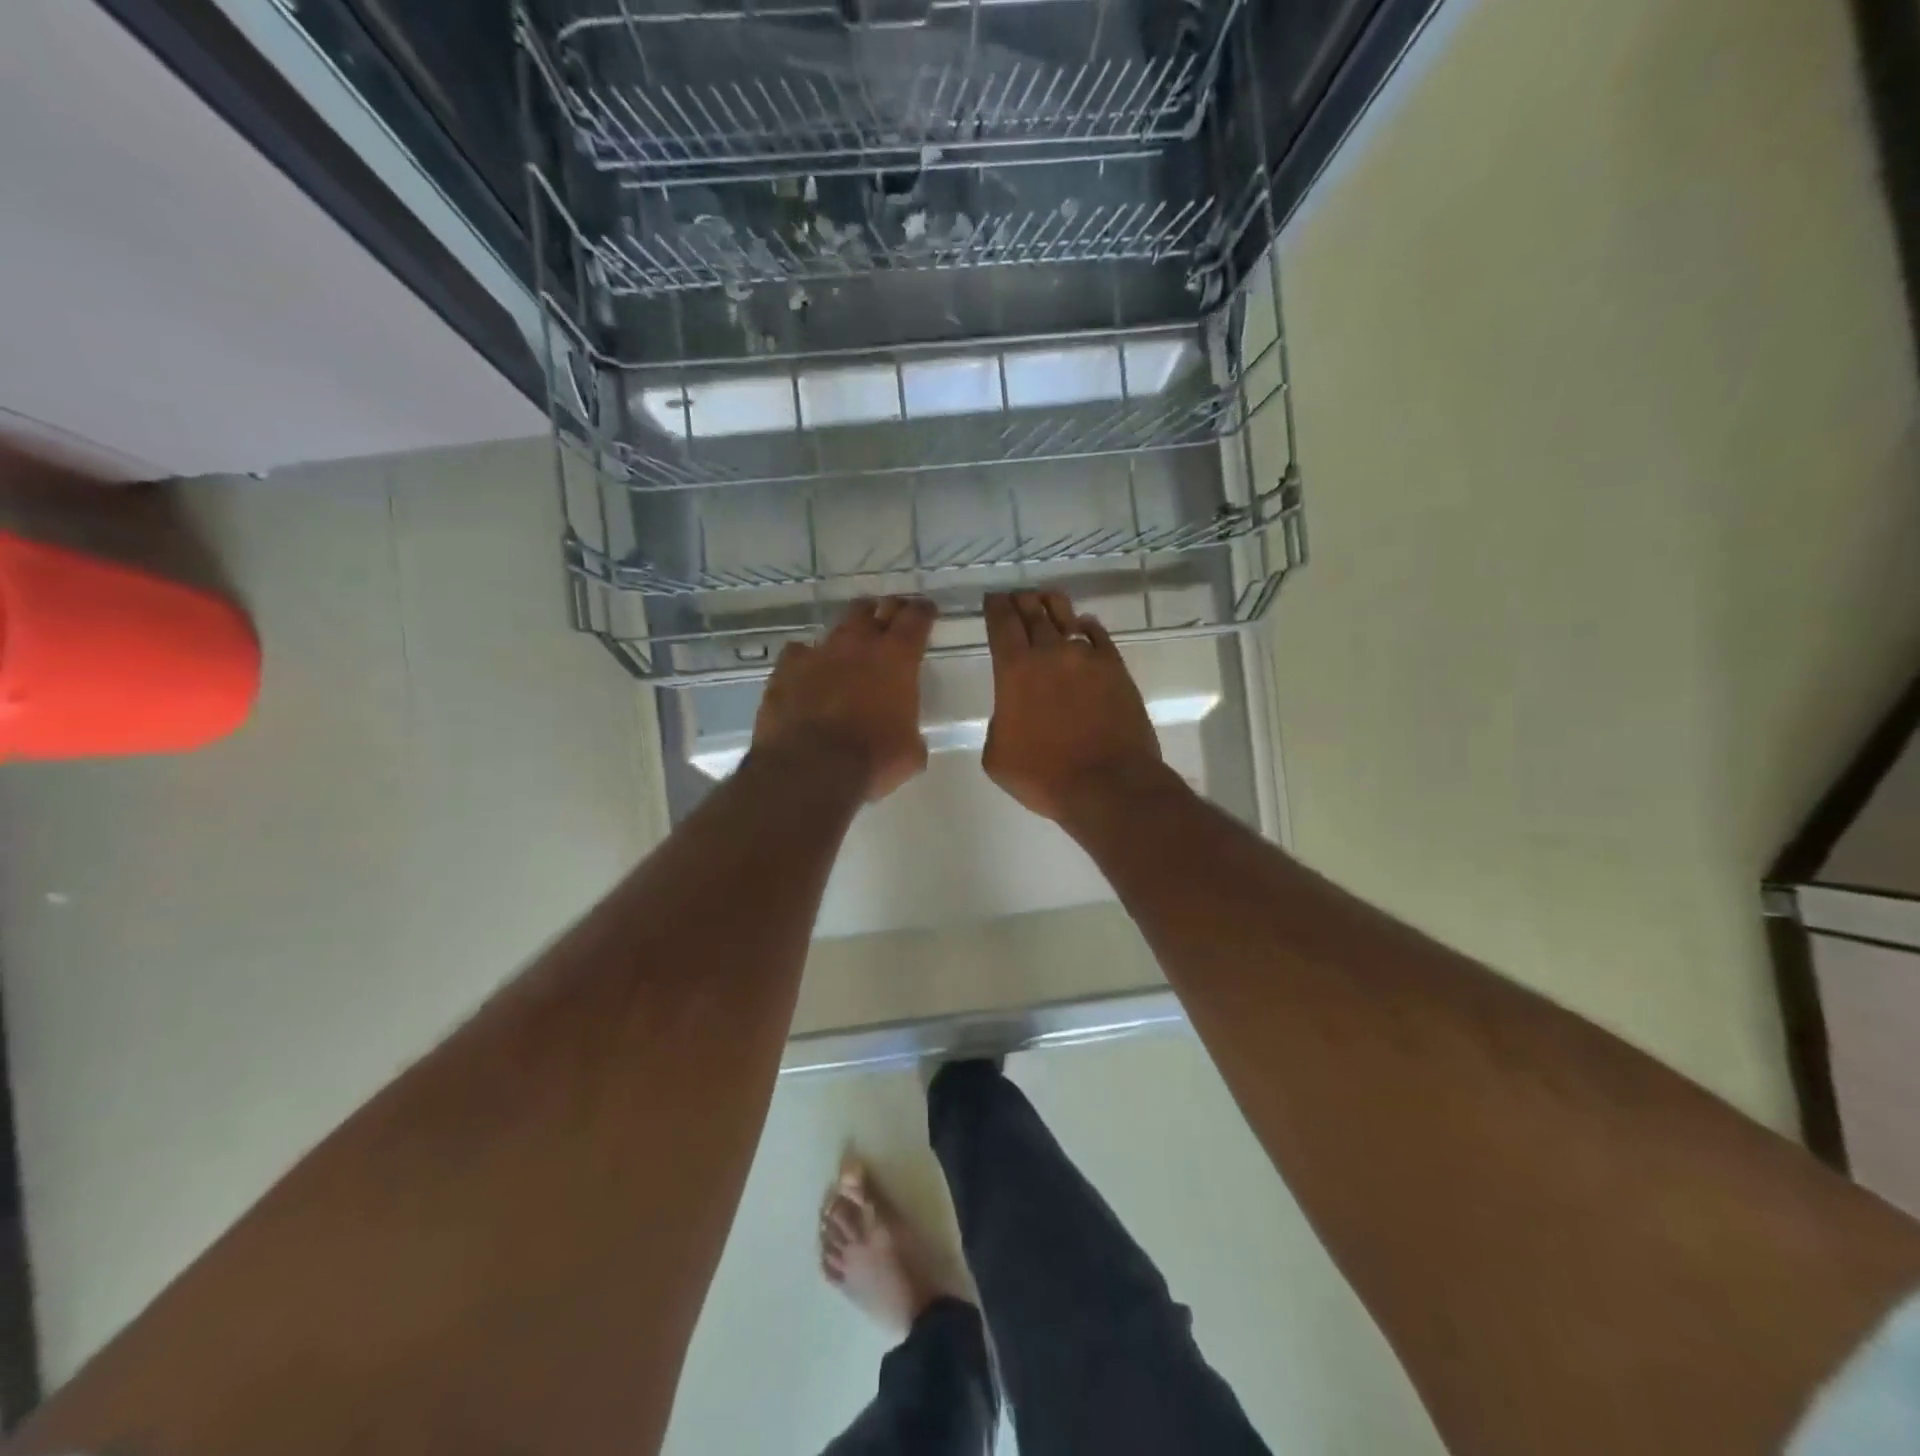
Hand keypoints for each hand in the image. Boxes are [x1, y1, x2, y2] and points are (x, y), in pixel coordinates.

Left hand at [752, 596, 936, 801]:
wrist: (810, 768)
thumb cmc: (872, 759)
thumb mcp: (910, 753)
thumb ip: (911, 732)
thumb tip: (907, 737)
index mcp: (898, 657)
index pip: (916, 618)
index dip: (923, 612)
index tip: (926, 611)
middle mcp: (859, 643)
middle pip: (875, 609)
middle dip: (885, 611)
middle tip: (891, 619)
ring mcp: (819, 651)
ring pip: (838, 626)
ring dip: (848, 634)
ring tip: (850, 646)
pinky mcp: (786, 667)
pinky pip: (799, 653)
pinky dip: (807, 660)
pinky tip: (808, 673)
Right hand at [982, 591, 1162, 823]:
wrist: (1108, 784)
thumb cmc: (1044, 776)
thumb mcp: (996, 756)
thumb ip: (999, 721)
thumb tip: (1012, 711)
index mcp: (1014, 669)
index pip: (1002, 622)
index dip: (995, 606)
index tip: (993, 599)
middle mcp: (1050, 652)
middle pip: (1033, 611)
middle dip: (1021, 601)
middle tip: (1016, 597)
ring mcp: (1087, 657)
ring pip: (1066, 616)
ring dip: (1051, 605)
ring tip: (1046, 601)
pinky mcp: (1116, 668)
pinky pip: (1098, 635)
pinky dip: (1086, 627)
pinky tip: (1083, 627)